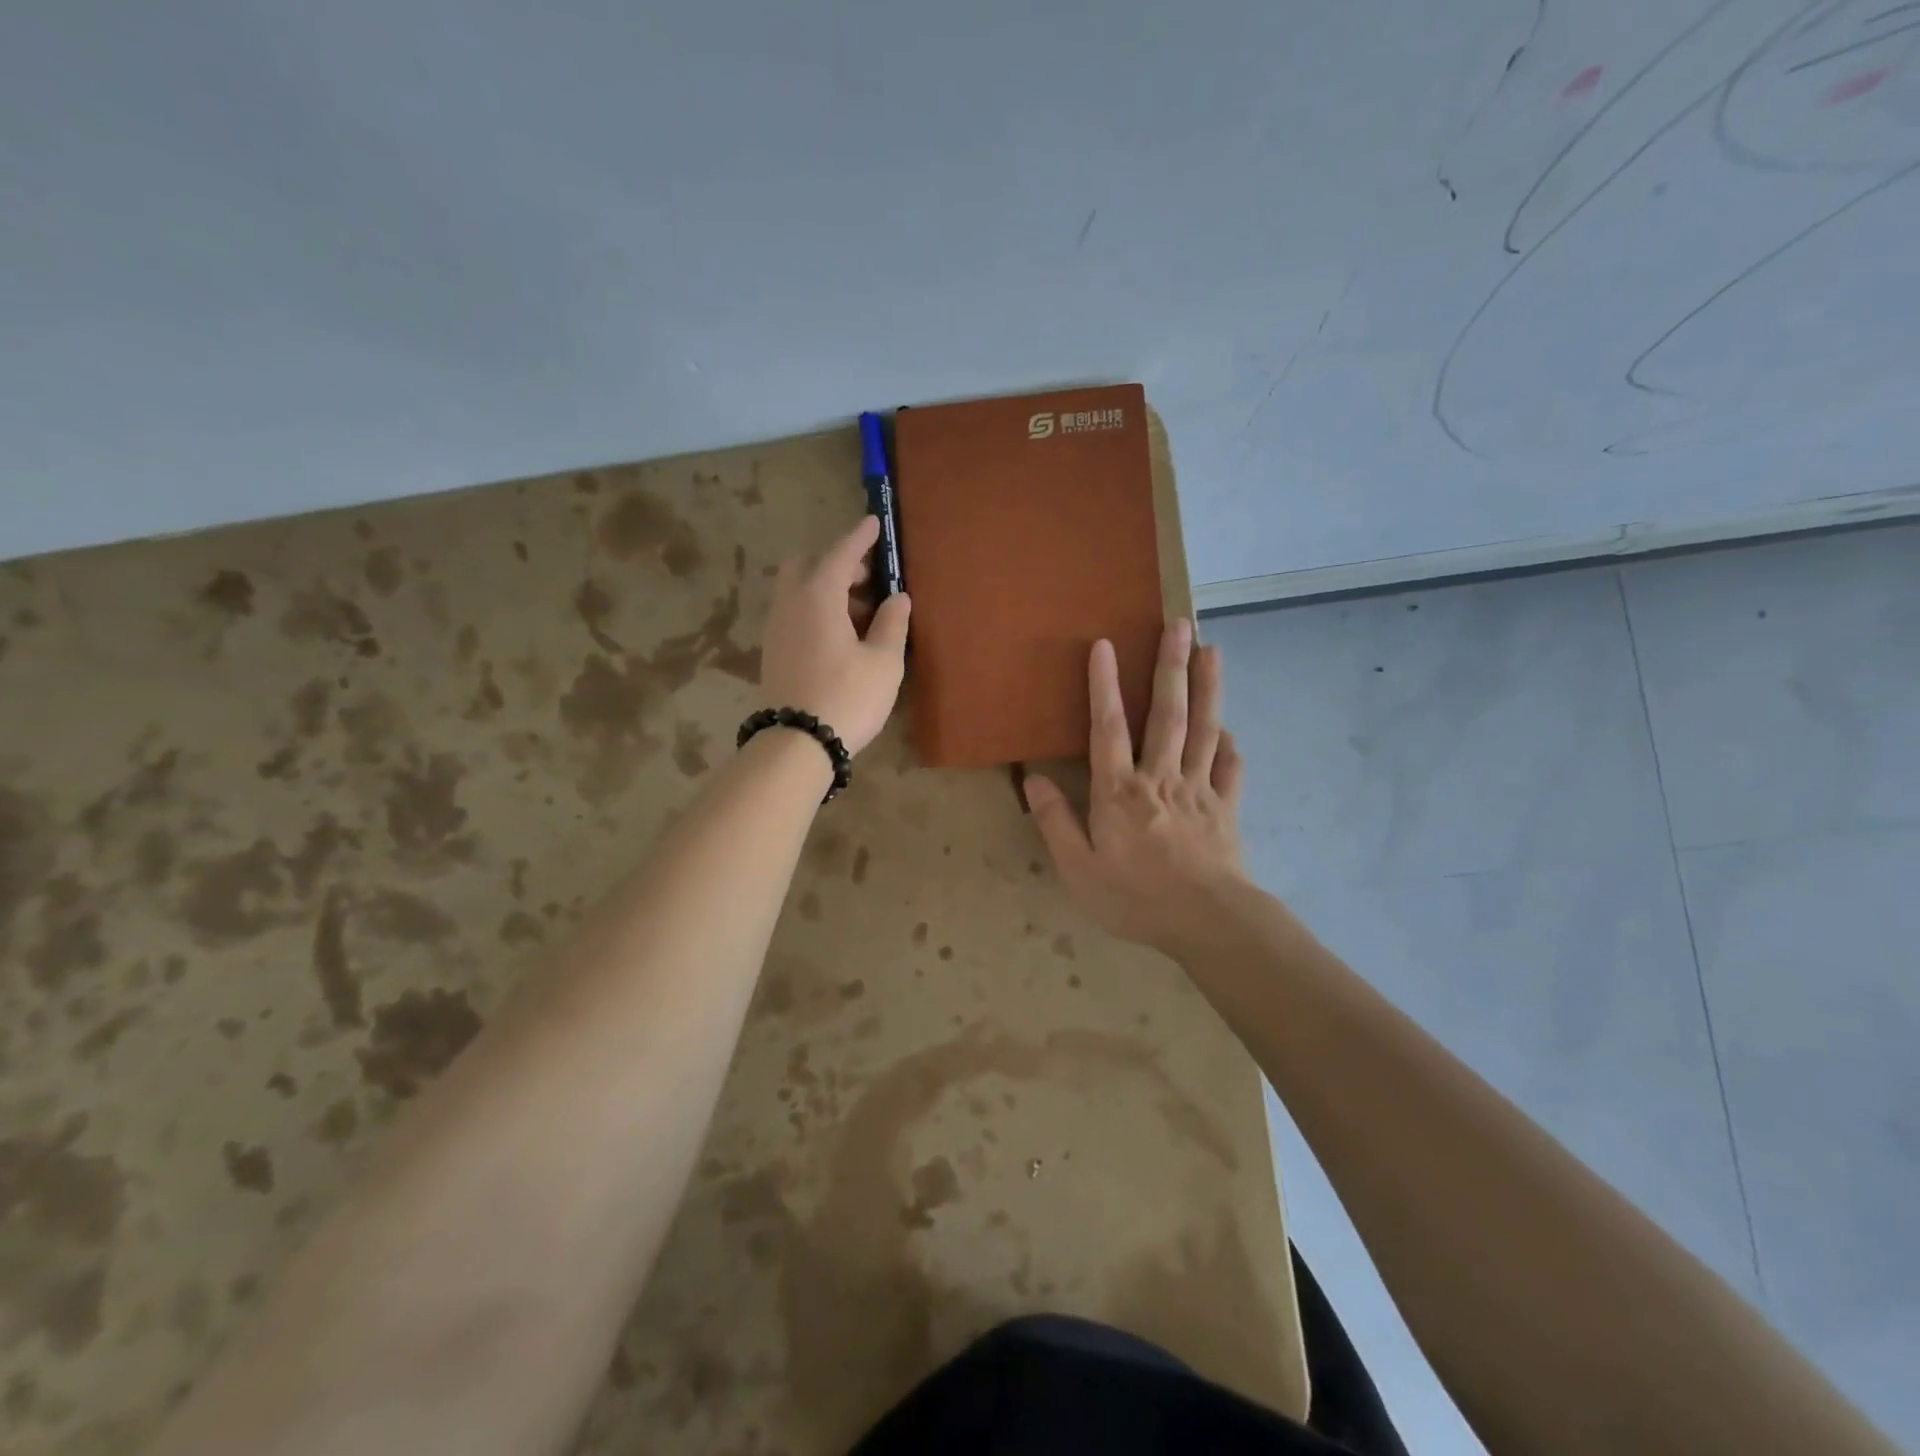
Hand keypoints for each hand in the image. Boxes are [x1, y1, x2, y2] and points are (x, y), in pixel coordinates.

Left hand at [759, 514, 910, 754]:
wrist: (797, 744)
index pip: (841, 553)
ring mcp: (777, 628)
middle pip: (808, 566)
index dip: (860, 537)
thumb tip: (897, 598)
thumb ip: (892, 624)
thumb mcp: (884, 662)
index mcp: (818, 596)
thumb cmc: (848, 697)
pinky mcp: (773, 651)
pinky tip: (840, 636)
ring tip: (862, 613)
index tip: (874, 522)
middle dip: (838, 563)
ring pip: (798, 590)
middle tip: (870, 580)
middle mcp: (790, 604)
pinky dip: (816, 609)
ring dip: (827, 588)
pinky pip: (794, 613)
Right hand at [1026, 620, 1247, 955]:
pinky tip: (1230, 730)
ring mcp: (1200, 790)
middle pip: (1167, 714)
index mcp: (1120, 791)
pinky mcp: (1226, 809)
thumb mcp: (1078, 868)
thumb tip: (1032, 778)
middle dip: (1171, 666)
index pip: (1109, 728)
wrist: (1208, 922)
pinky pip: (1230, 770)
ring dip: (1208, 688)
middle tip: (1181, 624)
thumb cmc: (1135, 898)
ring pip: (1204, 730)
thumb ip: (1056, 821)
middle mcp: (1161, 778)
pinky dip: (1230, 747)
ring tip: (1212, 650)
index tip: (1105, 645)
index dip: (1104, 686)